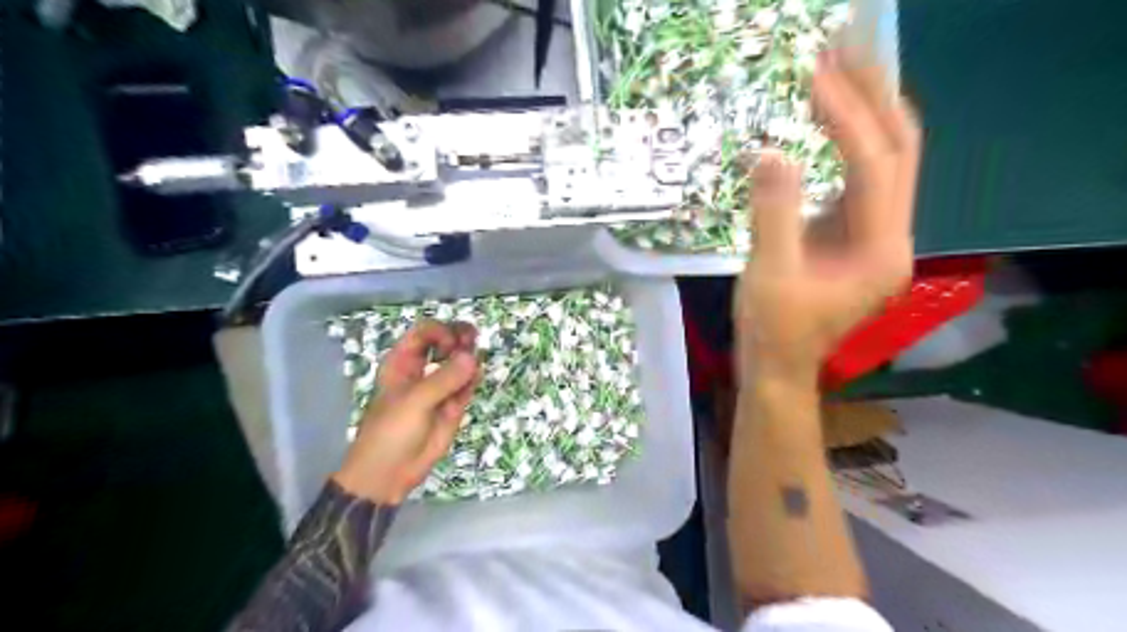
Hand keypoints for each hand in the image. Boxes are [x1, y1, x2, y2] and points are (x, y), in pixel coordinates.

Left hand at [330, 320, 478, 503]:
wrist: (389, 473)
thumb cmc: (391, 431)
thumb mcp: (415, 401)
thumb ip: (444, 379)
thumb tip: (472, 357)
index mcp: (402, 362)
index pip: (424, 333)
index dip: (441, 332)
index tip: (452, 345)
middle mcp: (422, 370)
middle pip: (444, 343)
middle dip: (460, 338)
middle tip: (474, 338)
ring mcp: (439, 388)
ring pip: (459, 363)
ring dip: (470, 358)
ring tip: (477, 361)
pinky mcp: (453, 406)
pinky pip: (467, 385)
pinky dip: (473, 379)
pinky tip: (477, 377)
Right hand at [736, 50, 919, 382]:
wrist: (776, 366)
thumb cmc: (772, 330)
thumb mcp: (768, 274)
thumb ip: (774, 214)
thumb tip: (771, 153)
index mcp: (879, 251)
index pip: (875, 166)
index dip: (849, 116)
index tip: (818, 74)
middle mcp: (891, 236)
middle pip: (898, 150)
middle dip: (875, 95)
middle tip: (846, 48)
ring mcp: (875, 234)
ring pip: (885, 158)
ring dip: (865, 109)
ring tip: (838, 68)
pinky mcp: (853, 234)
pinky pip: (860, 174)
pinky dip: (847, 138)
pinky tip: (827, 115)